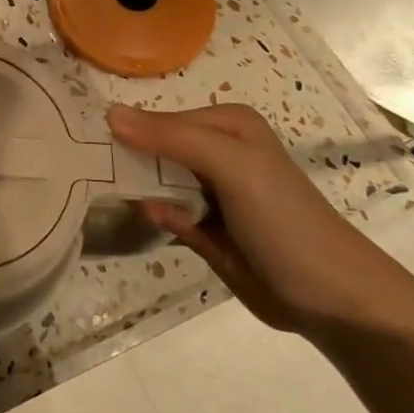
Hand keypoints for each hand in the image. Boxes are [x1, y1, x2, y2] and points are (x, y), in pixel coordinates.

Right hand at [108, 104, 413, 338]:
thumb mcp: (232, 165)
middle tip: (81, 170)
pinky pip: (164, 213)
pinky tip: (146, 220)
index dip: (124, 132)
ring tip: (99, 194)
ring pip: (154, 181)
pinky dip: (153, 215)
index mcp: (226, 125)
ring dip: (133, 189)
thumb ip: (172, 138)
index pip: (157, 119)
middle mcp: (216, 152)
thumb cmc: (284, 220)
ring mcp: (210, 192)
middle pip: (152, 148)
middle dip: (123, 159)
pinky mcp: (205, 228)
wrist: (331, 299)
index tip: (82, 145)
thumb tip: (109, 114)